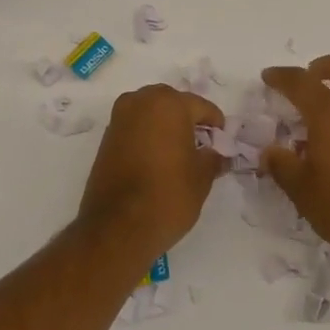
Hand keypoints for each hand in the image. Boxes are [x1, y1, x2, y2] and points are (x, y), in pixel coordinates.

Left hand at [77, 84, 225, 269]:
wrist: (117, 227)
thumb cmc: (167, 196)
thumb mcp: (201, 178)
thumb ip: (214, 158)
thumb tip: (219, 153)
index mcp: (168, 104)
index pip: (201, 106)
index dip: (215, 125)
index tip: (222, 142)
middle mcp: (141, 101)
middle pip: (173, 103)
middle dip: (188, 119)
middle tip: (201, 145)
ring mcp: (120, 118)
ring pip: (151, 112)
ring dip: (165, 125)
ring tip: (178, 153)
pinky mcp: (106, 137)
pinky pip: (135, 126)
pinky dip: (147, 135)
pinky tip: (157, 159)